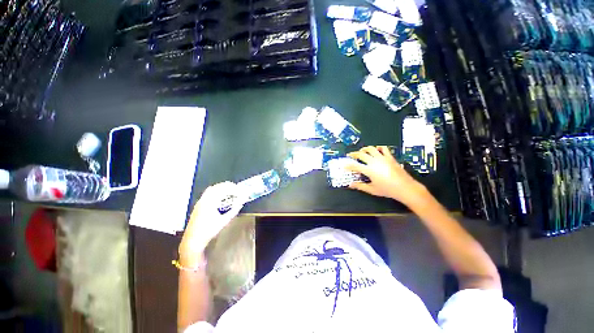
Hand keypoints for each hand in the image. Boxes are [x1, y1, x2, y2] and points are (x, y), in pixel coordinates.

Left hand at [179, 182, 244, 257]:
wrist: (193, 240)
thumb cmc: (209, 231)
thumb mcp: (224, 221)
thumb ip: (233, 211)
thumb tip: (240, 204)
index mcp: (209, 202)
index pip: (221, 190)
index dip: (231, 188)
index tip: (238, 188)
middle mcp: (203, 200)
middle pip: (215, 187)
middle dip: (225, 186)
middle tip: (234, 187)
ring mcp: (199, 203)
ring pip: (210, 190)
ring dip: (220, 188)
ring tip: (228, 190)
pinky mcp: (198, 206)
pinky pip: (207, 195)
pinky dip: (215, 192)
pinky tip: (220, 197)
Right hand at [347, 146, 426, 205]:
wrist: (405, 187)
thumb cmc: (388, 190)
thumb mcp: (372, 189)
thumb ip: (360, 186)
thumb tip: (351, 185)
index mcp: (369, 170)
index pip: (355, 166)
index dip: (348, 165)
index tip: (344, 165)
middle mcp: (374, 162)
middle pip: (361, 154)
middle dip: (354, 154)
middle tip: (350, 155)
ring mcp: (382, 158)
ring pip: (371, 149)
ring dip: (364, 149)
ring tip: (362, 151)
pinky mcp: (390, 157)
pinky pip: (383, 149)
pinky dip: (378, 147)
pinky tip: (376, 149)